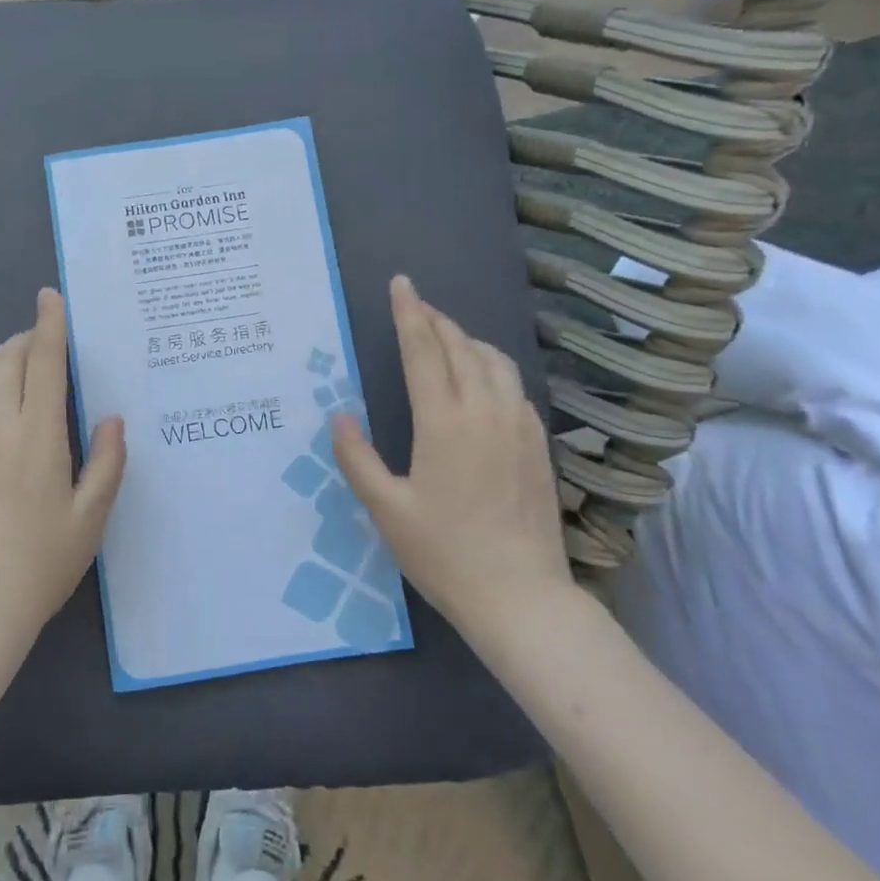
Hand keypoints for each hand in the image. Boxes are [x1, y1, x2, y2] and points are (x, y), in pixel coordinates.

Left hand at [0, 288, 126, 663]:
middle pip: (5, 358)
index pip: (42, 361)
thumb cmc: (39, 564)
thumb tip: (111, 418)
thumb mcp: (91, 519)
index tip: (51, 297)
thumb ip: (106, 462)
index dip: (48, 324)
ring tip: (23, 369)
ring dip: (0, 357)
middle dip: (28, 339)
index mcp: (36, 435)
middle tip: (50, 345)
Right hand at [331, 275, 570, 646]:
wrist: (521, 596)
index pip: (424, 349)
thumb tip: (339, 416)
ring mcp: (519, 426)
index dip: (409, 313)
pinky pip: (513, 386)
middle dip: (436, 320)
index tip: (401, 283)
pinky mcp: (539, 444)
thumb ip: (356, 457)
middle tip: (416, 305)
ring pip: (494, 361)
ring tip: (446, 336)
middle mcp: (485, 411)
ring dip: (466, 340)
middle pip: (460, 347)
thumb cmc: (444, 553)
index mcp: (443, 421)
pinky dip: (491, 366)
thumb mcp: (385, 509)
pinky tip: (482, 379)